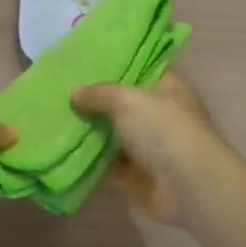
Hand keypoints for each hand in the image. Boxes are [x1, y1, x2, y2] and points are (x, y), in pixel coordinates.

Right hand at [71, 72, 229, 227]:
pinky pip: (110, 163)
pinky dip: (92, 160)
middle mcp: (161, 114)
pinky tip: (65, 150)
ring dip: (92, 130)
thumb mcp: (128, 100)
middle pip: (125, 103)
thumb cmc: (163, 130)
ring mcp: (150, 145)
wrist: (187, 185)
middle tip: (63, 90)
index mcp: (168, 88)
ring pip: (115, 134)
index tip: (87, 61)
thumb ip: (100, 94)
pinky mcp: (138, 174)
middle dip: (97, 100)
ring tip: (58, 117)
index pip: (142, 68)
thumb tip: (75, 92)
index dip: (118, 64)